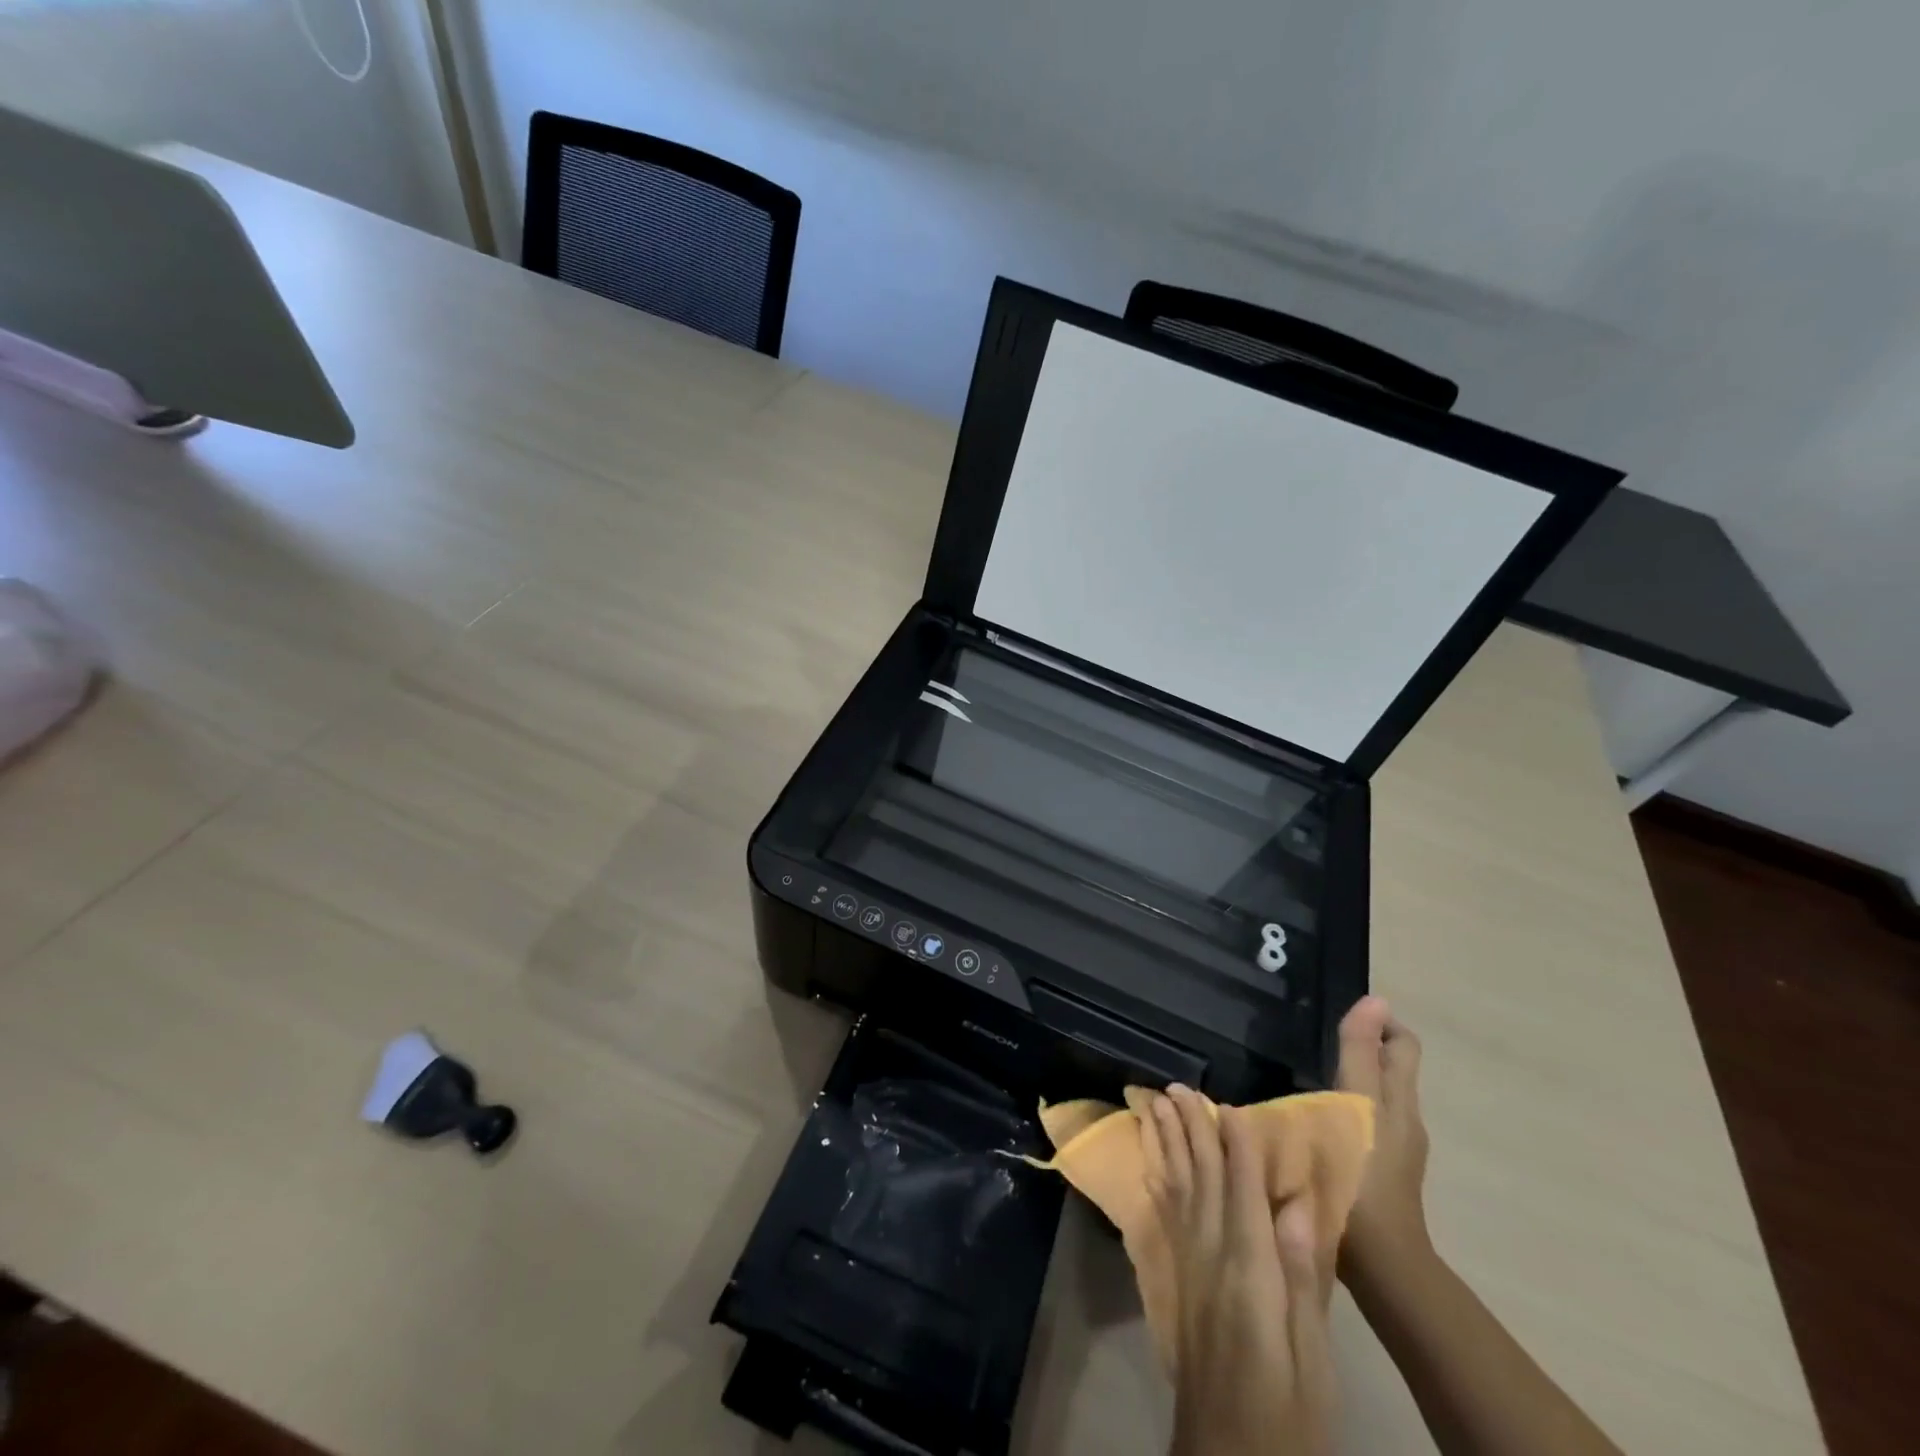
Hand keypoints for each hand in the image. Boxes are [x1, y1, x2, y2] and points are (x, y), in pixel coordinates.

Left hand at [1142, 1085, 1334, 1455]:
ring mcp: (1188, 1266)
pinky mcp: (1176, 1281)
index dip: (1235, 1146)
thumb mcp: (1313, 1357)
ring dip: (1168, 1144)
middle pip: (1201, 1178)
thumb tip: (1297, 1204)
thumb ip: (1302, 1276)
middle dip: (1190, 1130)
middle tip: (1177, 1088)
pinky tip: (1152, 1163)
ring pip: (1177, 1188)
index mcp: (1250, 1272)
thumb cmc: (1288, 1416)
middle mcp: (1211, 1256)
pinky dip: (1159, 1182)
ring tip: (1156, 1105)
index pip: (1241, 1192)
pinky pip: (1165, 1216)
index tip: (1228, 1104)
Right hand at [1335, 996, 1431, 1291]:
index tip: (1337, 1012)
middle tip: (1311, 1037)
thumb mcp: (1355, 1104)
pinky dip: (1342, 1110)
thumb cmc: (1361, 1174)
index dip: (1379, 1022)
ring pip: (1374, 1098)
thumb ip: (1359, 1053)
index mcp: (1399, 1099)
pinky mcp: (1376, 1175)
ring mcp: (1392, 1151)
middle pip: (1389, 1069)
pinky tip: (1308, 1119)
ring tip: (1300, 1072)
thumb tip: (1374, 999)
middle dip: (1360, 1047)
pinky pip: (1362, 1125)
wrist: (1378, 1264)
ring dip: (1348, 1079)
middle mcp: (1403, 1120)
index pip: (1402, 1044)